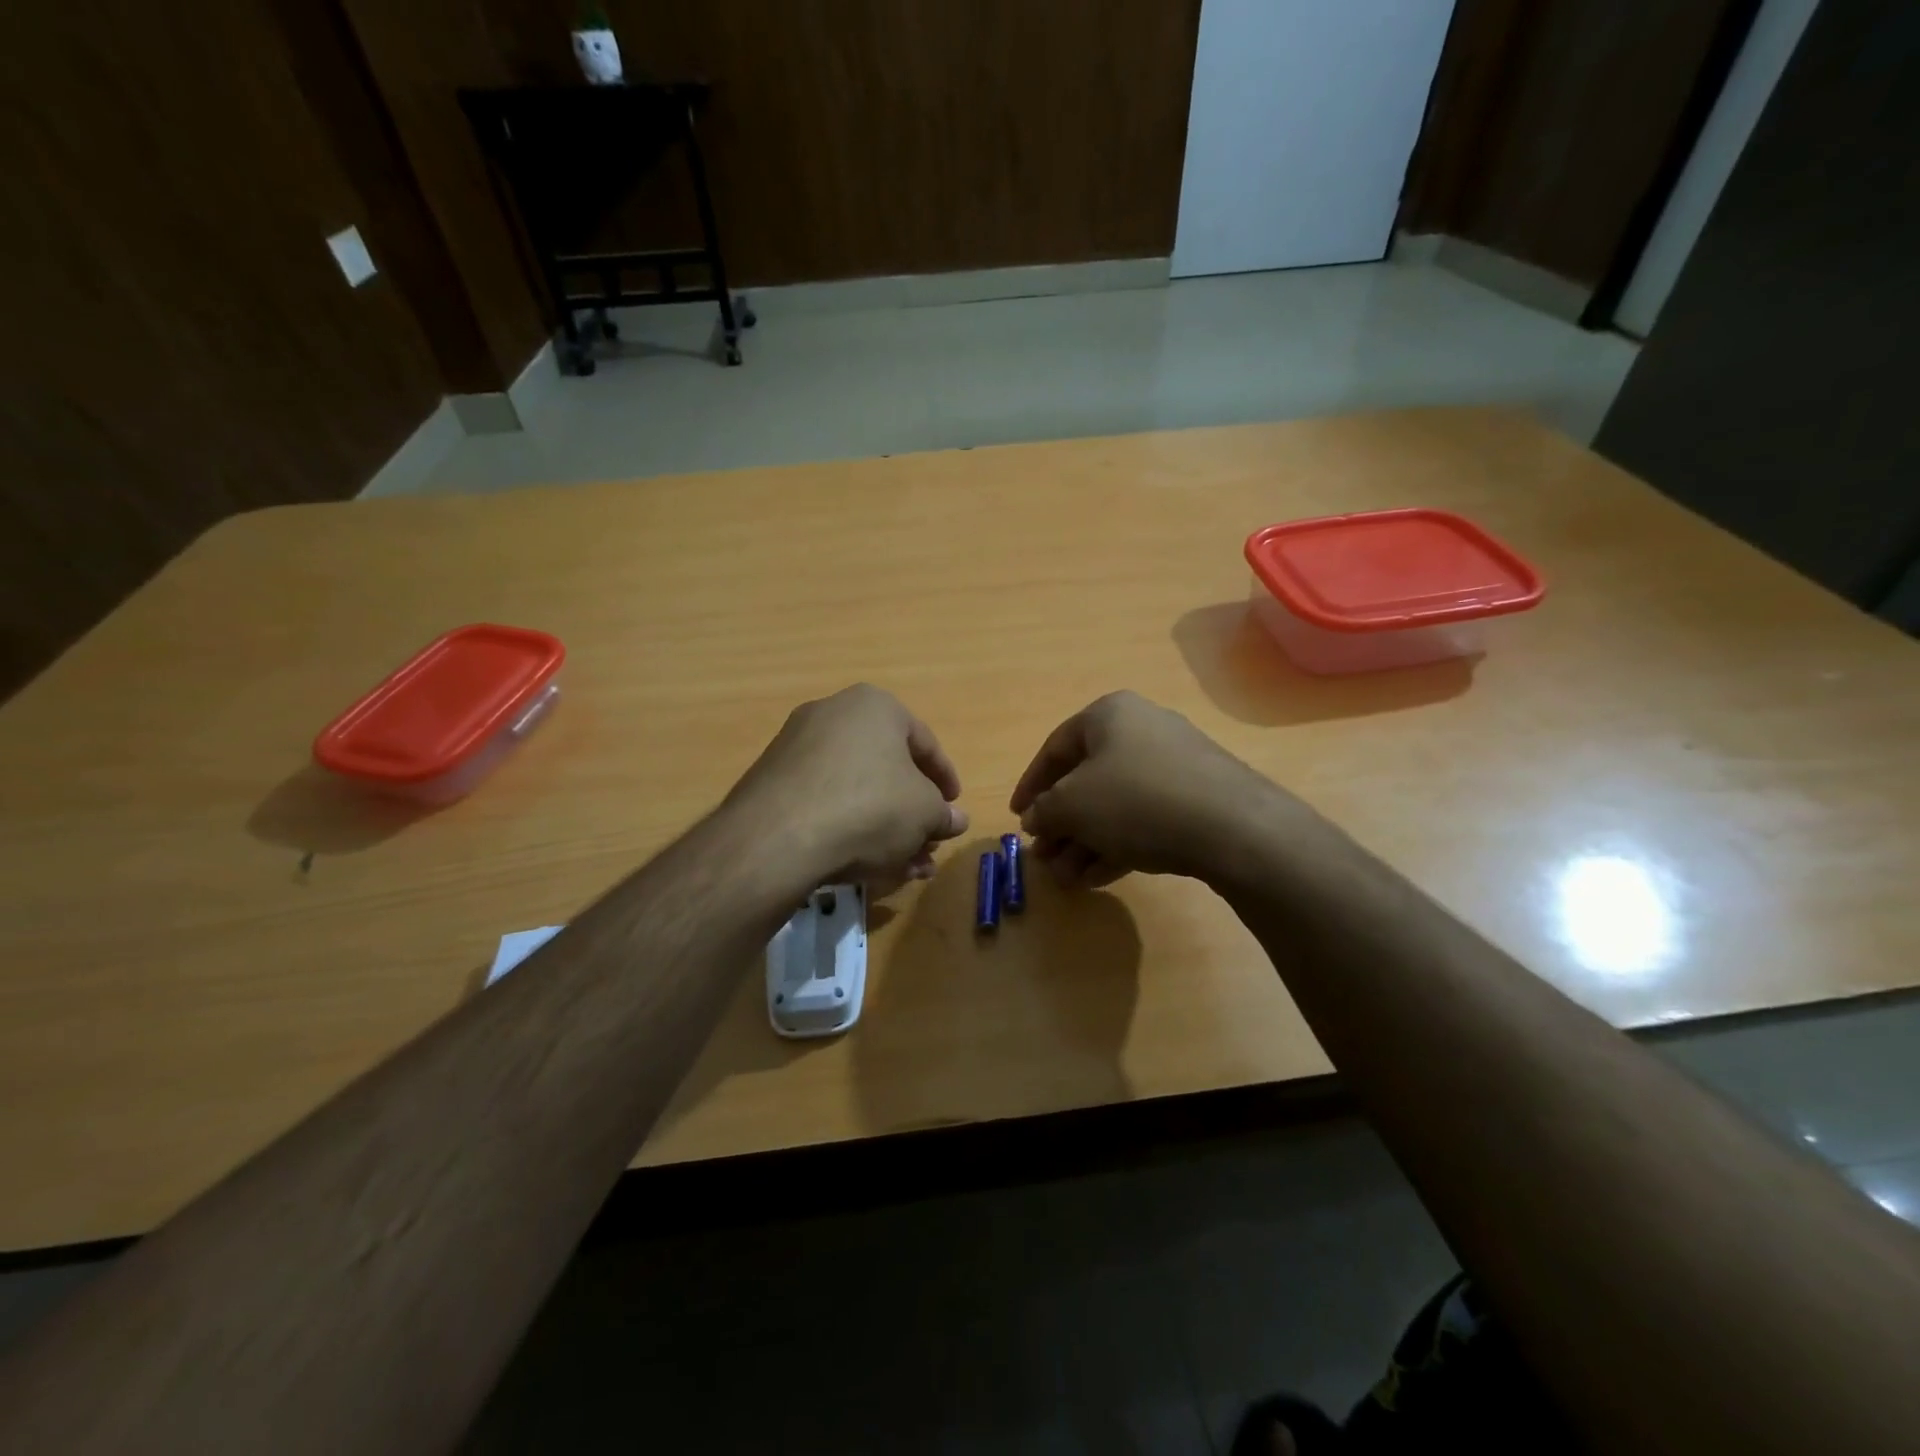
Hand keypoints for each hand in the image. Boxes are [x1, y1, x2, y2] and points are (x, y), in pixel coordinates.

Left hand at [726, 684, 968, 890]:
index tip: (953, 808)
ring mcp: (797, 747)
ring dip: (885, 827)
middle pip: (887, 768)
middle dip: (912, 812)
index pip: (924, 742)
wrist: (778, 838)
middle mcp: (833, 715)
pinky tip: (865, 864)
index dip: (945, 780)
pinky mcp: (773, 782)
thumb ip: (944, 814)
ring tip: (904, 867)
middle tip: (927, 843)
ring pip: (857, 789)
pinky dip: (849, 828)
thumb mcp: (925, 813)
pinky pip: (825, 802)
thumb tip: (955, 819)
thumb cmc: (870, 807)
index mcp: (875, 706)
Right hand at [1009, 691, 1292, 887]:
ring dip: (1085, 841)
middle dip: (1061, 824)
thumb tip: (1036, 818)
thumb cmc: (1136, 800)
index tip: (1017, 818)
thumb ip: (1044, 810)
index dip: (1030, 785)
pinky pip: (1144, 819)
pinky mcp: (1196, 798)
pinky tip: (1098, 877)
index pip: (1055, 748)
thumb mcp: (1072, 805)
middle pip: (1086, 780)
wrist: (1233, 828)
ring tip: (1067, 878)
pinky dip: (1117, 844)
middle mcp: (1142, 730)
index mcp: (1109, 715)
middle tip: (1044, 857)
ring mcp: (1174, 765)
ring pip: (1115, 805)